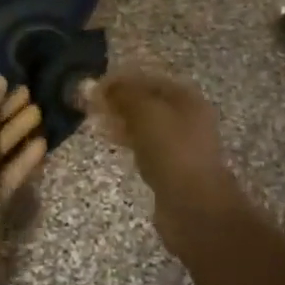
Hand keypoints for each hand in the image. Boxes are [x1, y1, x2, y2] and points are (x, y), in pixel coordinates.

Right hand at [84, 71, 238, 242]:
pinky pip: (147, 147)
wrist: (193, 205)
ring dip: (123, 122)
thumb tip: (97, 85)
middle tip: (92, 106)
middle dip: (121, 101)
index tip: (95, 87)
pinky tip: (113, 143)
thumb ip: (123, 95)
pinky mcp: (172, 169)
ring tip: (97, 122)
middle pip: (149, 102)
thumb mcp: (145, 113)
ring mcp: (181, 145)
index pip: (150, 80)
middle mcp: (188, 118)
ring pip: (147, 126)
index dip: (122, 80)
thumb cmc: (171, 151)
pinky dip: (129, 142)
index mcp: (187, 98)